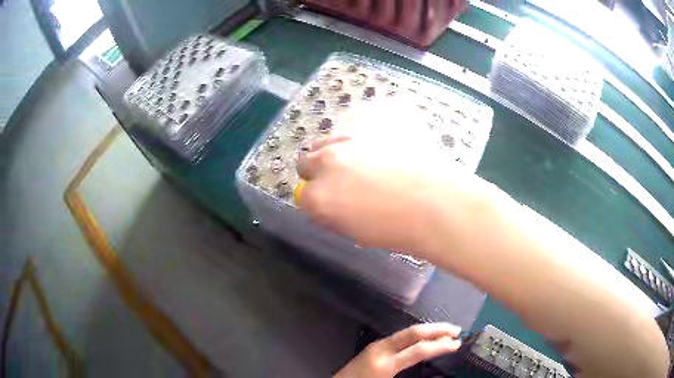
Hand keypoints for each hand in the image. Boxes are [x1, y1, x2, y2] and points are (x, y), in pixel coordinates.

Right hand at [296, 130, 485, 254]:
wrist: (439, 203)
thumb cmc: (401, 230)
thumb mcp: (358, 233)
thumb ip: (335, 216)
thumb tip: (331, 205)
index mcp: (319, 197)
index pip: (303, 196)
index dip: (316, 200)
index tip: (331, 203)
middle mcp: (326, 163)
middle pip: (306, 162)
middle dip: (318, 172)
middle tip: (342, 180)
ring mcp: (349, 138)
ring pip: (326, 140)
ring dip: (334, 150)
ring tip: (360, 160)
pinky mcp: (371, 122)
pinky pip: (354, 125)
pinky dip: (359, 136)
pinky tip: (379, 146)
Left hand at [334, 323, 461, 377]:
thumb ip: (410, 375)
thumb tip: (429, 363)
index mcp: (385, 364)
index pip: (419, 350)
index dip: (440, 346)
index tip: (457, 344)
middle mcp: (381, 349)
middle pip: (413, 333)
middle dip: (437, 330)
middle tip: (456, 330)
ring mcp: (376, 345)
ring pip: (406, 332)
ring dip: (428, 330)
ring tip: (445, 332)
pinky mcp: (373, 346)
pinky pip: (399, 337)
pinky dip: (416, 335)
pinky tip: (424, 338)